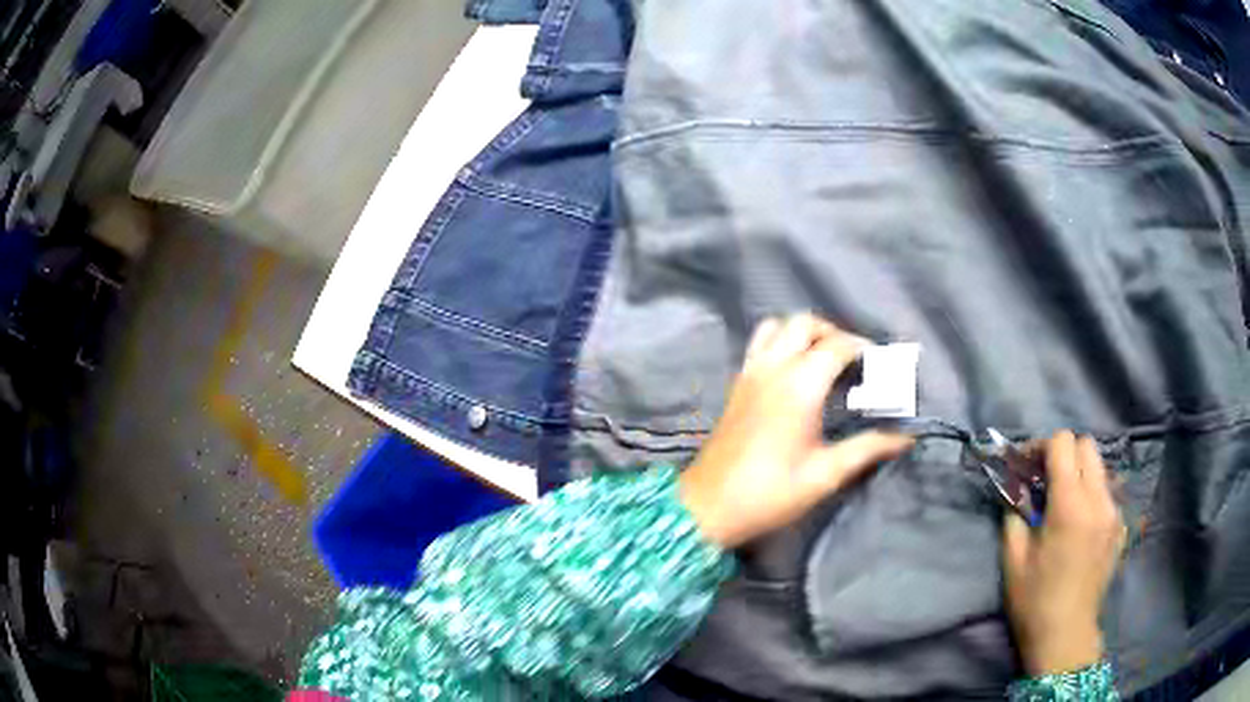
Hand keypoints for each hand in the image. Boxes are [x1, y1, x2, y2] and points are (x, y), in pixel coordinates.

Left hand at [679, 314, 913, 548]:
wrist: (707, 506)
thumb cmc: (768, 494)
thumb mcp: (824, 475)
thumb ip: (867, 449)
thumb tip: (905, 438)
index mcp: (799, 385)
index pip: (838, 345)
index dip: (865, 349)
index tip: (883, 365)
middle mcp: (773, 368)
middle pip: (805, 323)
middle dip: (834, 332)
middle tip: (855, 360)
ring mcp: (750, 372)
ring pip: (778, 326)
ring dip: (804, 332)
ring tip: (825, 359)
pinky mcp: (737, 384)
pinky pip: (760, 344)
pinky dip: (781, 341)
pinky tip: (795, 372)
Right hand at [1003, 431, 1126, 675]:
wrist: (1065, 636)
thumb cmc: (1035, 601)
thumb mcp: (1014, 560)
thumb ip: (1014, 516)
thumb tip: (1016, 492)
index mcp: (1070, 505)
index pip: (1064, 443)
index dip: (1042, 446)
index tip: (1027, 465)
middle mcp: (1098, 500)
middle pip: (1087, 446)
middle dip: (1064, 454)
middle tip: (1045, 479)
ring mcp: (1114, 513)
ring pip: (1100, 468)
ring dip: (1080, 473)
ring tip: (1063, 502)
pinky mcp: (1120, 528)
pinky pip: (1107, 494)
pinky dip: (1092, 496)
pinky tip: (1079, 525)